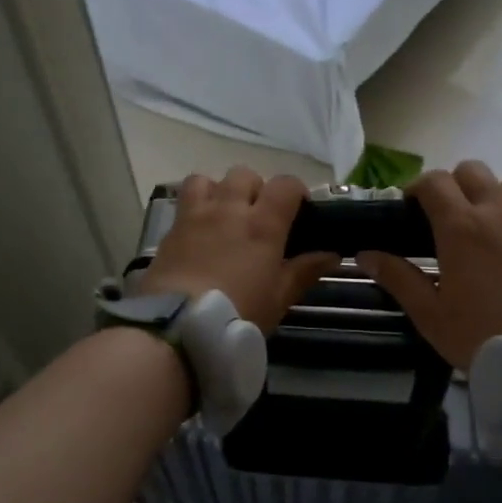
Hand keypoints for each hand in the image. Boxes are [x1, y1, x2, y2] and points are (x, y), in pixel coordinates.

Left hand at [141, 168, 339, 330]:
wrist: (179, 326)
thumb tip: (331, 254)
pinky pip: (183, 202)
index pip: (285, 184)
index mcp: (262, 224)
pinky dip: (194, 208)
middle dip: (255, 189)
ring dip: (219, 191)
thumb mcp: (279, 298)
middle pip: (245, 175)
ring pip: (207, 179)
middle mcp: (229, 209)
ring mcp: (195, 216)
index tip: (299, 211)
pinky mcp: (170, 230)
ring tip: (223, 215)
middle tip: (258, 217)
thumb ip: (304, 271)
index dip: (295, 191)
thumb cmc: (238, 313)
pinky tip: (198, 232)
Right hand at [357, 161, 501, 369]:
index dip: (418, 187)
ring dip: (493, 193)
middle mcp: (498, 212)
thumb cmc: (482, 333)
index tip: (411, 207)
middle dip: (454, 184)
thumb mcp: (430, 313)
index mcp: (461, 227)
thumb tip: (366, 254)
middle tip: (446, 215)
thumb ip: (398, 278)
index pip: (435, 181)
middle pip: (472, 171)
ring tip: (486, 223)